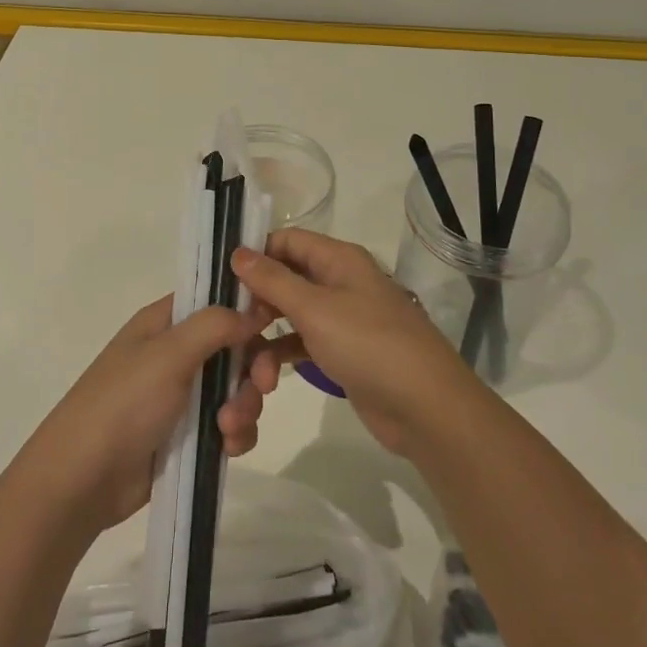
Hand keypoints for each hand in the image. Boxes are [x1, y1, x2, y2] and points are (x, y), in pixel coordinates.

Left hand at [22, 297, 272, 532]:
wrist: (82, 481)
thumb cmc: (123, 404)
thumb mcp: (168, 354)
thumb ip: (215, 325)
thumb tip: (255, 309)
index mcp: (165, 323)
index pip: (216, 300)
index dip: (247, 308)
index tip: (275, 323)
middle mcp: (176, 352)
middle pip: (235, 346)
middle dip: (253, 366)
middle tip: (263, 385)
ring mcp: (183, 395)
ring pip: (237, 387)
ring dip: (244, 405)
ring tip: (228, 429)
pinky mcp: (189, 434)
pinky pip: (230, 423)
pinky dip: (236, 433)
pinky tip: (228, 448)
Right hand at [233, 229, 479, 457]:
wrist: (425, 407)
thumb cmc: (368, 345)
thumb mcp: (315, 309)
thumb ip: (273, 280)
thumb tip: (238, 251)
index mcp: (338, 259)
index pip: (287, 240)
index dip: (255, 253)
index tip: (221, 278)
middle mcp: (340, 281)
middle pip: (287, 277)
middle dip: (257, 300)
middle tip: (229, 326)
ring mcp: (343, 318)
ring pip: (292, 314)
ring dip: (267, 335)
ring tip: (248, 365)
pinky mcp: (343, 352)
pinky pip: (303, 343)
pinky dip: (284, 354)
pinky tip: (265, 376)